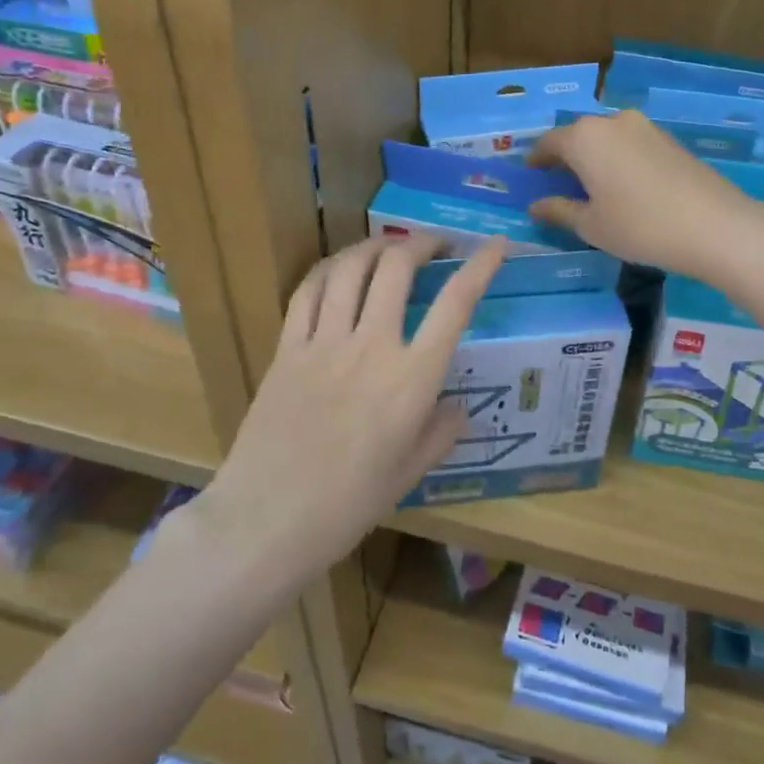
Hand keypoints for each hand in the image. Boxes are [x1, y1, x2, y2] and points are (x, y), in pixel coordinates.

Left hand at [190, 234, 506, 574]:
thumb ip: (441, 432)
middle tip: (435, 246)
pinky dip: (329, 269)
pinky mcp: (287, 348)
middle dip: (422, 243)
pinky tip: (339, 270)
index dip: (481, 266)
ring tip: (389, 249)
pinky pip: (308, 291)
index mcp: (412, 378)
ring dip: (375, 247)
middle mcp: (372, 346)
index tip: (495, 245)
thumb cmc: (349, 504)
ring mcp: (324, 342)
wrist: (268, 519)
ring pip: (350, 268)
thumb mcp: (410, 472)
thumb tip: (457, 406)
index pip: (456, 303)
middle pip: (397, 267)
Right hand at [528, 110, 760, 279]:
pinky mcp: (669, 139)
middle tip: (559, 184)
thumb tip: (536, 205)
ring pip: (607, 139)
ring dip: (595, 158)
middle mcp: (612, 122)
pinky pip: (631, 145)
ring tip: (592, 187)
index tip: (530, 175)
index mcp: (585, 138)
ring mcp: (645, 128)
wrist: (713, 225)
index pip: (549, 142)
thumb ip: (559, 210)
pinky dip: (619, 160)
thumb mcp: (591, 225)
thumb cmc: (639, 226)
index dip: (537, 159)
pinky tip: (624, 186)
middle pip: (579, 136)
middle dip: (566, 157)